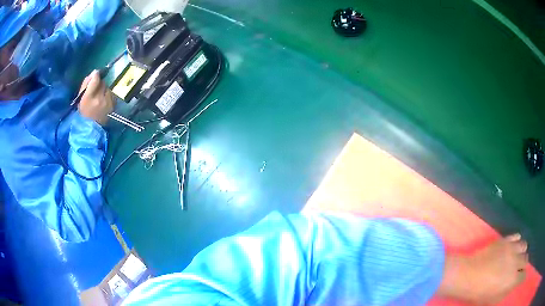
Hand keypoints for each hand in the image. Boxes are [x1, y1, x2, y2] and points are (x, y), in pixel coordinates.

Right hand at [78, 70, 114, 125]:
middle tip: (96, 91)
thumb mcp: (81, 98)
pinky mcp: (114, 104)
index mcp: (89, 97)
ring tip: (100, 97)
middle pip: (102, 83)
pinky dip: (108, 95)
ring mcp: (108, 102)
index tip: (95, 74)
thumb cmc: (84, 112)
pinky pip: (111, 93)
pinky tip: (104, 101)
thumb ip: (86, 84)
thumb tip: (94, 72)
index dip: (96, 75)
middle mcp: (100, 98)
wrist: (91, 128)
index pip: (95, 79)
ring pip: (108, 87)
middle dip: (99, 84)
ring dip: (104, 90)